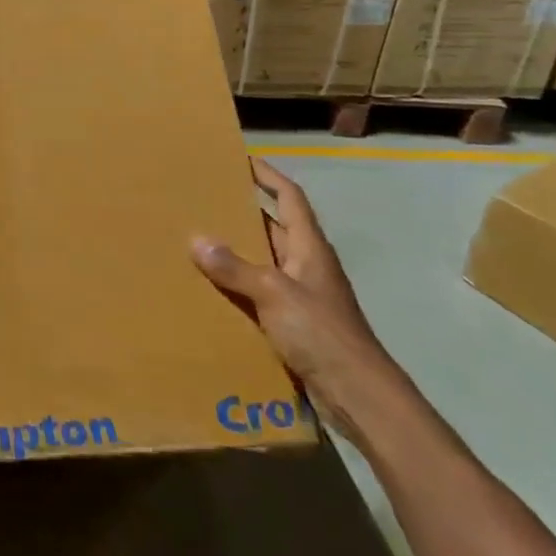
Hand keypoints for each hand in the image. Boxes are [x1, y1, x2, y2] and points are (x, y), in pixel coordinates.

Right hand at [190, 157, 404, 436]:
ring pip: (264, 260)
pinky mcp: (295, 323)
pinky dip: (238, 284)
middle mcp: (306, 264)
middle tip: (205, 198)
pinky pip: (260, 292)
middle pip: (273, 226)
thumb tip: (196, 239)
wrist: (359, 396)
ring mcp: (302, 295)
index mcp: (309, 247)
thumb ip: (235, 267)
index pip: (290, 197)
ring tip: (198, 238)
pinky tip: (212, 287)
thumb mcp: (274, 294)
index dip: (268, 176)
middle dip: (243, 211)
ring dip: (237, 250)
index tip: (242, 159)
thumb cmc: (322, 333)